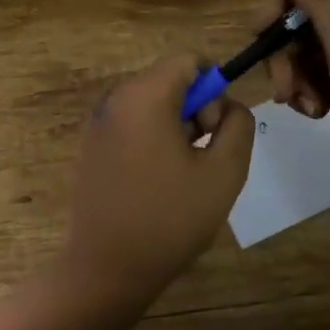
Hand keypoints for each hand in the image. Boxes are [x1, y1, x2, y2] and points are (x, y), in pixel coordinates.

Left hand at [63, 54, 254, 305]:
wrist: (105, 269)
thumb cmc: (169, 218)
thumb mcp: (224, 171)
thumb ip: (238, 125)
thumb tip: (229, 107)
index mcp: (144, 95)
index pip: (188, 61)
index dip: (213, 87)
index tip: (215, 129)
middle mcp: (115, 98)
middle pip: (169, 80)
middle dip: (195, 109)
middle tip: (203, 157)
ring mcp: (98, 122)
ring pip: (152, 103)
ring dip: (175, 127)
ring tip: (182, 175)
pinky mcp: (91, 146)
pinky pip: (132, 123)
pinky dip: (152, 139)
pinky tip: (156, 183)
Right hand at [264, 0, 329, 213]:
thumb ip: (324, 6)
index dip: (285, 0)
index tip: (263, 33)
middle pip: (311, 16)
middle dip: (287, 49)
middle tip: (282, 86)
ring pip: (314, 48)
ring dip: (298, 75)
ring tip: (304, 107)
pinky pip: (327, 75)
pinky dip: (314, 91)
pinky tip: (316, 114)